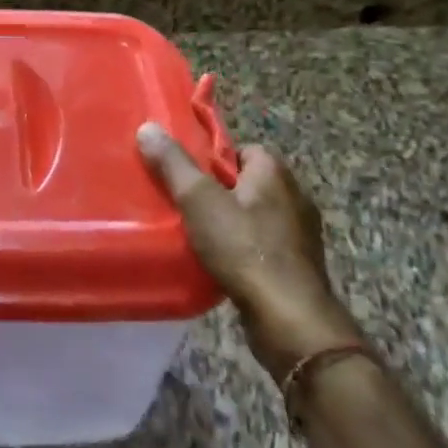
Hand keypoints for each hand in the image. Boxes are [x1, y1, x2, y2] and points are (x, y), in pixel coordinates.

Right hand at [137, 124, 361, 379]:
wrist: (289, 320)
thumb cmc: (244, 249)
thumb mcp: (199, 200)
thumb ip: (173, 164)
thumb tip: (148, 127)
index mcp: (275, 173)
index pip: (242, 149)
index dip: (213, 159)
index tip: (187, 174)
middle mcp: (294, 197)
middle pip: (247, 183)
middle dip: (218, 191)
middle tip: (185, 203)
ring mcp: (300, 235)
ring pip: (255, 216)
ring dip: (230, 223)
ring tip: (196, 234)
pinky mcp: (298, 267)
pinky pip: (263, 246)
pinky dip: (243, 250)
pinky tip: (219, 263)